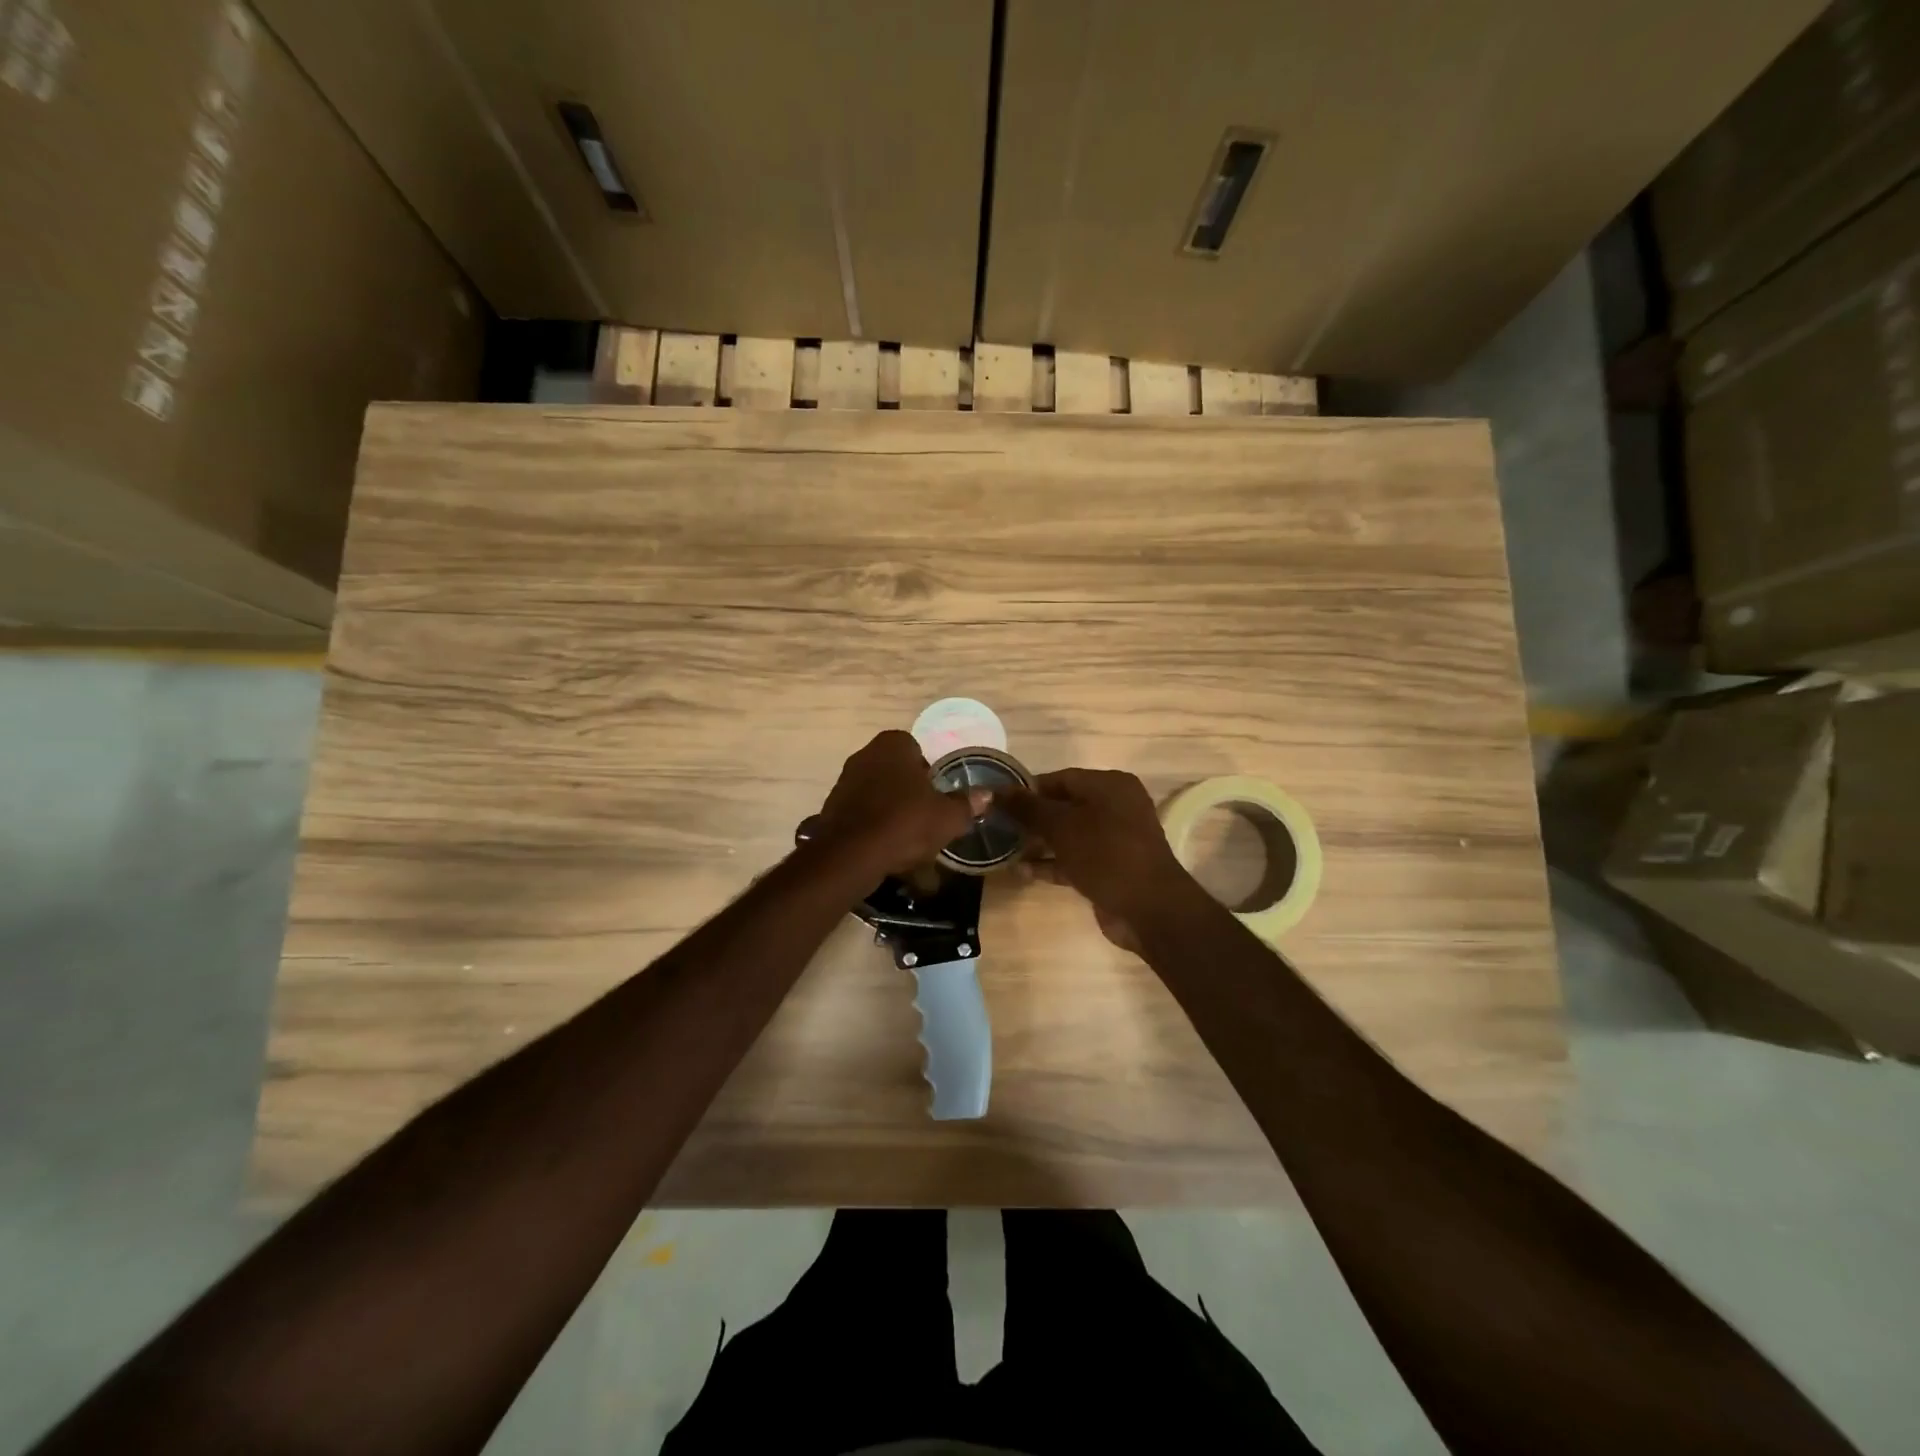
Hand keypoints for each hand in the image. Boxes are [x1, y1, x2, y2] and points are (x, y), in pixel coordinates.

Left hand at [814, 730, 988, 876]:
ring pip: (878, 794)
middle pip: (896, 771)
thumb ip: (966, 804)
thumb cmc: (905, 823)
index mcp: (893, 744)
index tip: (938, 796)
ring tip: (908, 840)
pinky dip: (874, 827)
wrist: (851, 855)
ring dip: (892, 811)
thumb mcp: (947, 817)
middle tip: (927, 817)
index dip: (930, 772)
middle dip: (910, 792)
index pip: (916, 748)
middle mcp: (865, 755)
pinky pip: (862, 814)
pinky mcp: (831, 809)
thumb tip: (986, 795)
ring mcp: (844, 781)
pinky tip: (886, 849)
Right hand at [1001, 768, 1196, 950]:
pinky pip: (1074, 859)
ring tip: (1005, 849)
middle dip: (1032, 818)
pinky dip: (1051, 863)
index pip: (1061, 778)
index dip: (1028, 789)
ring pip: (1068, 835)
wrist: (1148, 909)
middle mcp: (1115, 807)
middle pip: (1064, 806)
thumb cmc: (1106, 854)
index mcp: (1110, 786)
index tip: (999, 801)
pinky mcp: (1110, 868)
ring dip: (1039, 842)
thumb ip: (1028, 808)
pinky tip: (1022, 872)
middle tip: (999, 826)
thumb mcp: (1062, 826)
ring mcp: (1114, 840)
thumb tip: (996, 791)